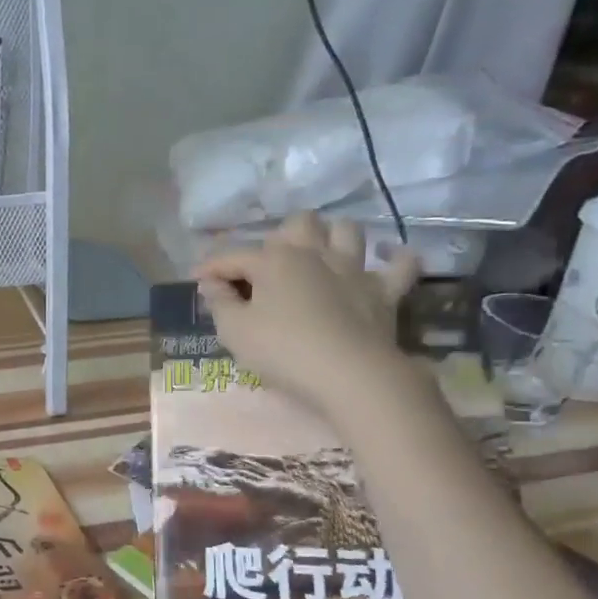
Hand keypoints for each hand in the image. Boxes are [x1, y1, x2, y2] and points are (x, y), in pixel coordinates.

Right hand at [194, 213, 420, 420]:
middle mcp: (314, 254)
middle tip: (267, 265)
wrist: (349, 375)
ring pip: (346, 230)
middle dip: (279, 236)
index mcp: (274, 261)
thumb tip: (212, 284)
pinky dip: (394, 259)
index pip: (234, 255)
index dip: (211, 265)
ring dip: (331, 236)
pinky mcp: (385, 291)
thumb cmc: (282, 351)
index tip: (196, 279)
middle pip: (298, 224)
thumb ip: (220, 303)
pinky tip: (385, 261)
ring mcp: (354, 269)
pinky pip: (401, 265)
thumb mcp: (234, 331)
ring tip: (319, 254)